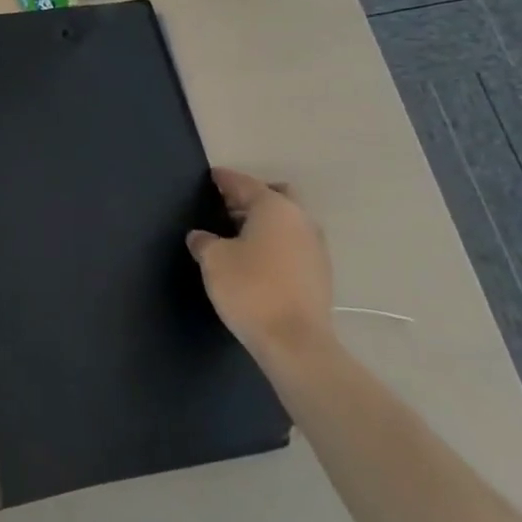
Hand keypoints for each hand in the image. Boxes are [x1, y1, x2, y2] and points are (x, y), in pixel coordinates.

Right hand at [187, 168, 334, 371]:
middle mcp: (300, 219)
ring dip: (266, 223)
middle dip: (251, 198)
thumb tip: (200, 237)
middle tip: (226, 208)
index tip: (211, 177)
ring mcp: (316, 247)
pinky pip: (294, 245)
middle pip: (274, 196)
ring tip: (238, 237)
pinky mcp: (321, 274)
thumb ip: (204, 241)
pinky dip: (277, 244)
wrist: (296, 344)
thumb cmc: (251, 289)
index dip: (224, 179)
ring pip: (288, 221)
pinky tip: (258, 261)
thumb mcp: (214, 260)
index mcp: (274, 207)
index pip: (244, 183)